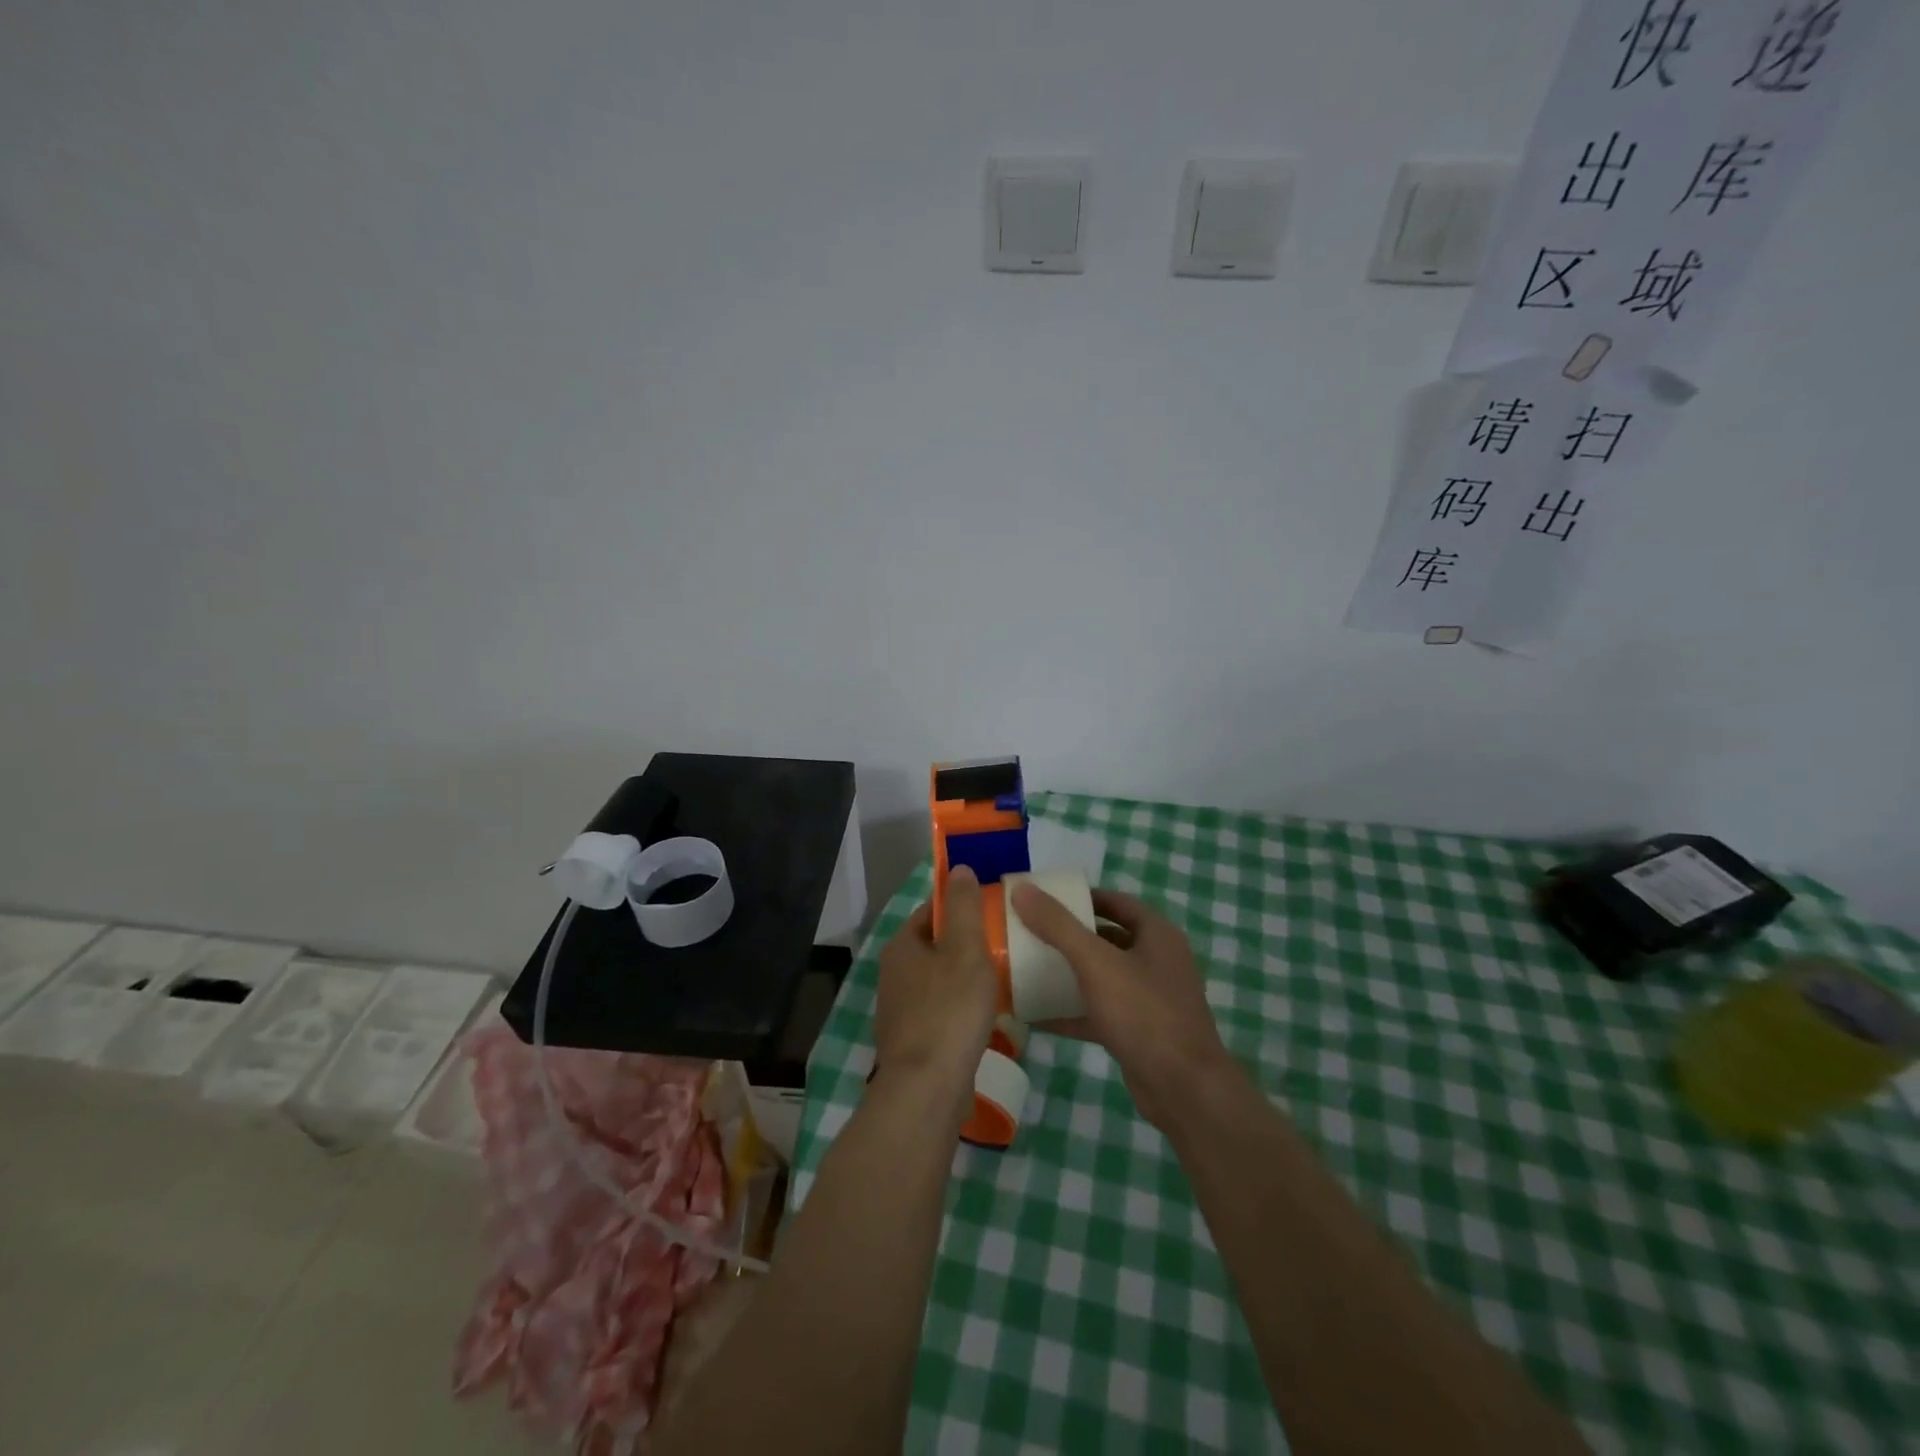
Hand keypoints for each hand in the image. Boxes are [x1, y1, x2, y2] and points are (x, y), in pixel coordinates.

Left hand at [872, 865, 998, 1116]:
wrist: (927, 1090)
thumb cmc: (949, 1012)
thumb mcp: (965, 950)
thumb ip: (964, 908)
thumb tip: (959, 868)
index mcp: (902, 946)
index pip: (932, 910)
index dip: (962, 904)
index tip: (994, 907)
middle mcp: (895, 973)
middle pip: (936, 944)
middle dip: (968, 941)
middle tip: (1006, 942)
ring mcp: (902, 1009)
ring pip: (940, 979)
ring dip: (967, 975)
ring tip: (1003, 977)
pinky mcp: (914, 1040)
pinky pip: (942, 1010)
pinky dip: (962, 1007)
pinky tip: (986, 1015)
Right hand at [1009, 883, 1234, 1129]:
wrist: (1185, 1090)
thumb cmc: (1144, 1013)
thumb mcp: (1096, 963)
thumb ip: (1058, 925)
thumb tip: (1021, 889)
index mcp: (1157, 935)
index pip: (1116, 902)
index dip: (1082, 897)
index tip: (1045, 899)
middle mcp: (1157, 961)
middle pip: (1107, 938)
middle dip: (1070, 935)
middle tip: (1030, 932)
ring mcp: (1150, 999)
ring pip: (1103, 976)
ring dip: (1069, 973)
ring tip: (1028, 968)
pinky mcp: (1139, 1032)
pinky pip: (1100, 1012)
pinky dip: (1072, 1011)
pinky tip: (1036, 1016)